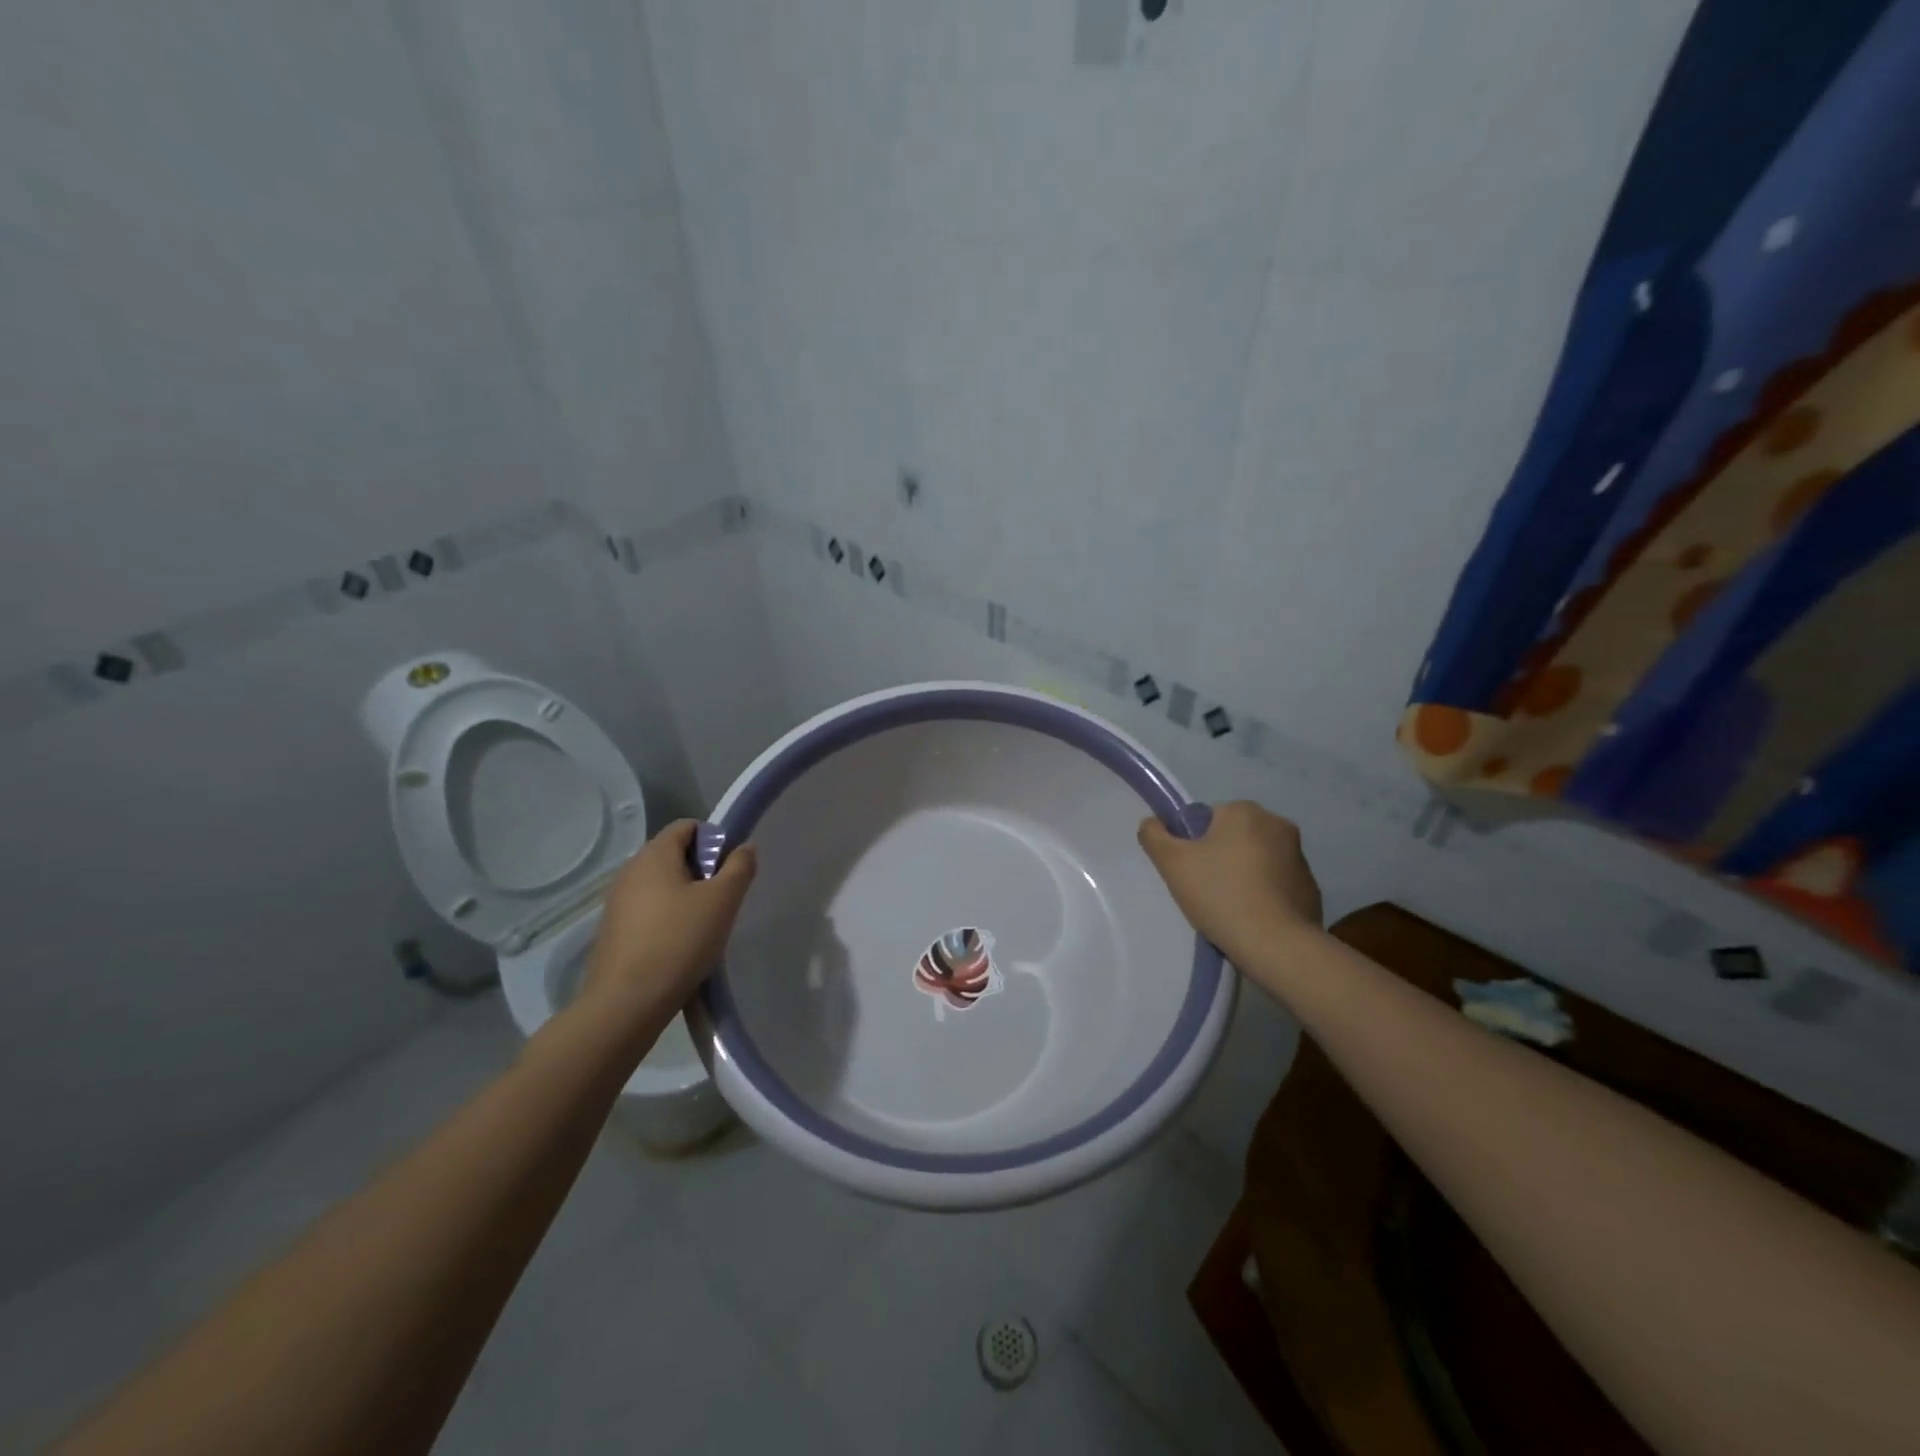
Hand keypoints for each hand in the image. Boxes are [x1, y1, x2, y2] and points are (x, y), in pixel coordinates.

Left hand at [579, 820, 757, 1029]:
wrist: (625, 1004)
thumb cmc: (679, 941)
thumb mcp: (723, 901)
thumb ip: (739, 867)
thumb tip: (744, 847)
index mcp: (654, 854)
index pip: (687, 826)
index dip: (714, 840)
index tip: (729, 871)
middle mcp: (630, 871)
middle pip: (673, 855)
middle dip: (702, 871)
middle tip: (722, 901)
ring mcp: (616, 902)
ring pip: (660, 885)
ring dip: (685, 897)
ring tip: (703, 927)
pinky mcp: (612, 931)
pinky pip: (647, 911)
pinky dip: (666, 918)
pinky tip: (680, 946)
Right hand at [1137, 801, 1321, 960]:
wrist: (1277, 945)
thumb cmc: (1221, 895)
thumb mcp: (1172, 863)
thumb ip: (1154, 835)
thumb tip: (1152, 823)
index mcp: (1244, 811)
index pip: (1207, 819)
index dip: (1193, 845)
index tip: (1191, 872)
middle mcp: (1277, 824)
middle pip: (1233, 837)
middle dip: (1219, 858)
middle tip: (1206, 891)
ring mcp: (1299, 855)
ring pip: (1256, 859)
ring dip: (1243, 875)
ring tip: (1230, 908)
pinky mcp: (1310, 885)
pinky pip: (1277, 882)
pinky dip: (1264, 893)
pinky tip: (1253, 917)